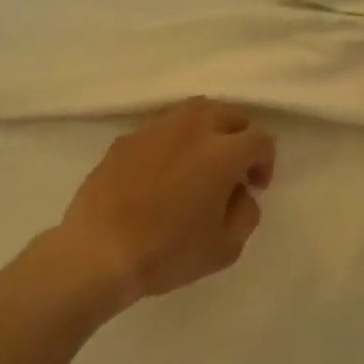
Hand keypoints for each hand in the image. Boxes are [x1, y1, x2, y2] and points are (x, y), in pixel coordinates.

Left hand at [56, 98, 276, 306]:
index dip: (265, 161)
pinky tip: (163, 170)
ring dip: (208, 130)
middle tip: (233, 169)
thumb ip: (245, 213)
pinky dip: (174, 140)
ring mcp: (155, 129)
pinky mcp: (126, 138)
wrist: (98, 251)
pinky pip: (162, 128)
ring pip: (194, 111)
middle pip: (229, 114)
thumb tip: (239, 192)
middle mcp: (192, 128)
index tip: (254, 186)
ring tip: (201, 159)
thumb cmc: (168, 252)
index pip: (260, 138)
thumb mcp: (226, 248)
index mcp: (222, 152)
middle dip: (239, 138)